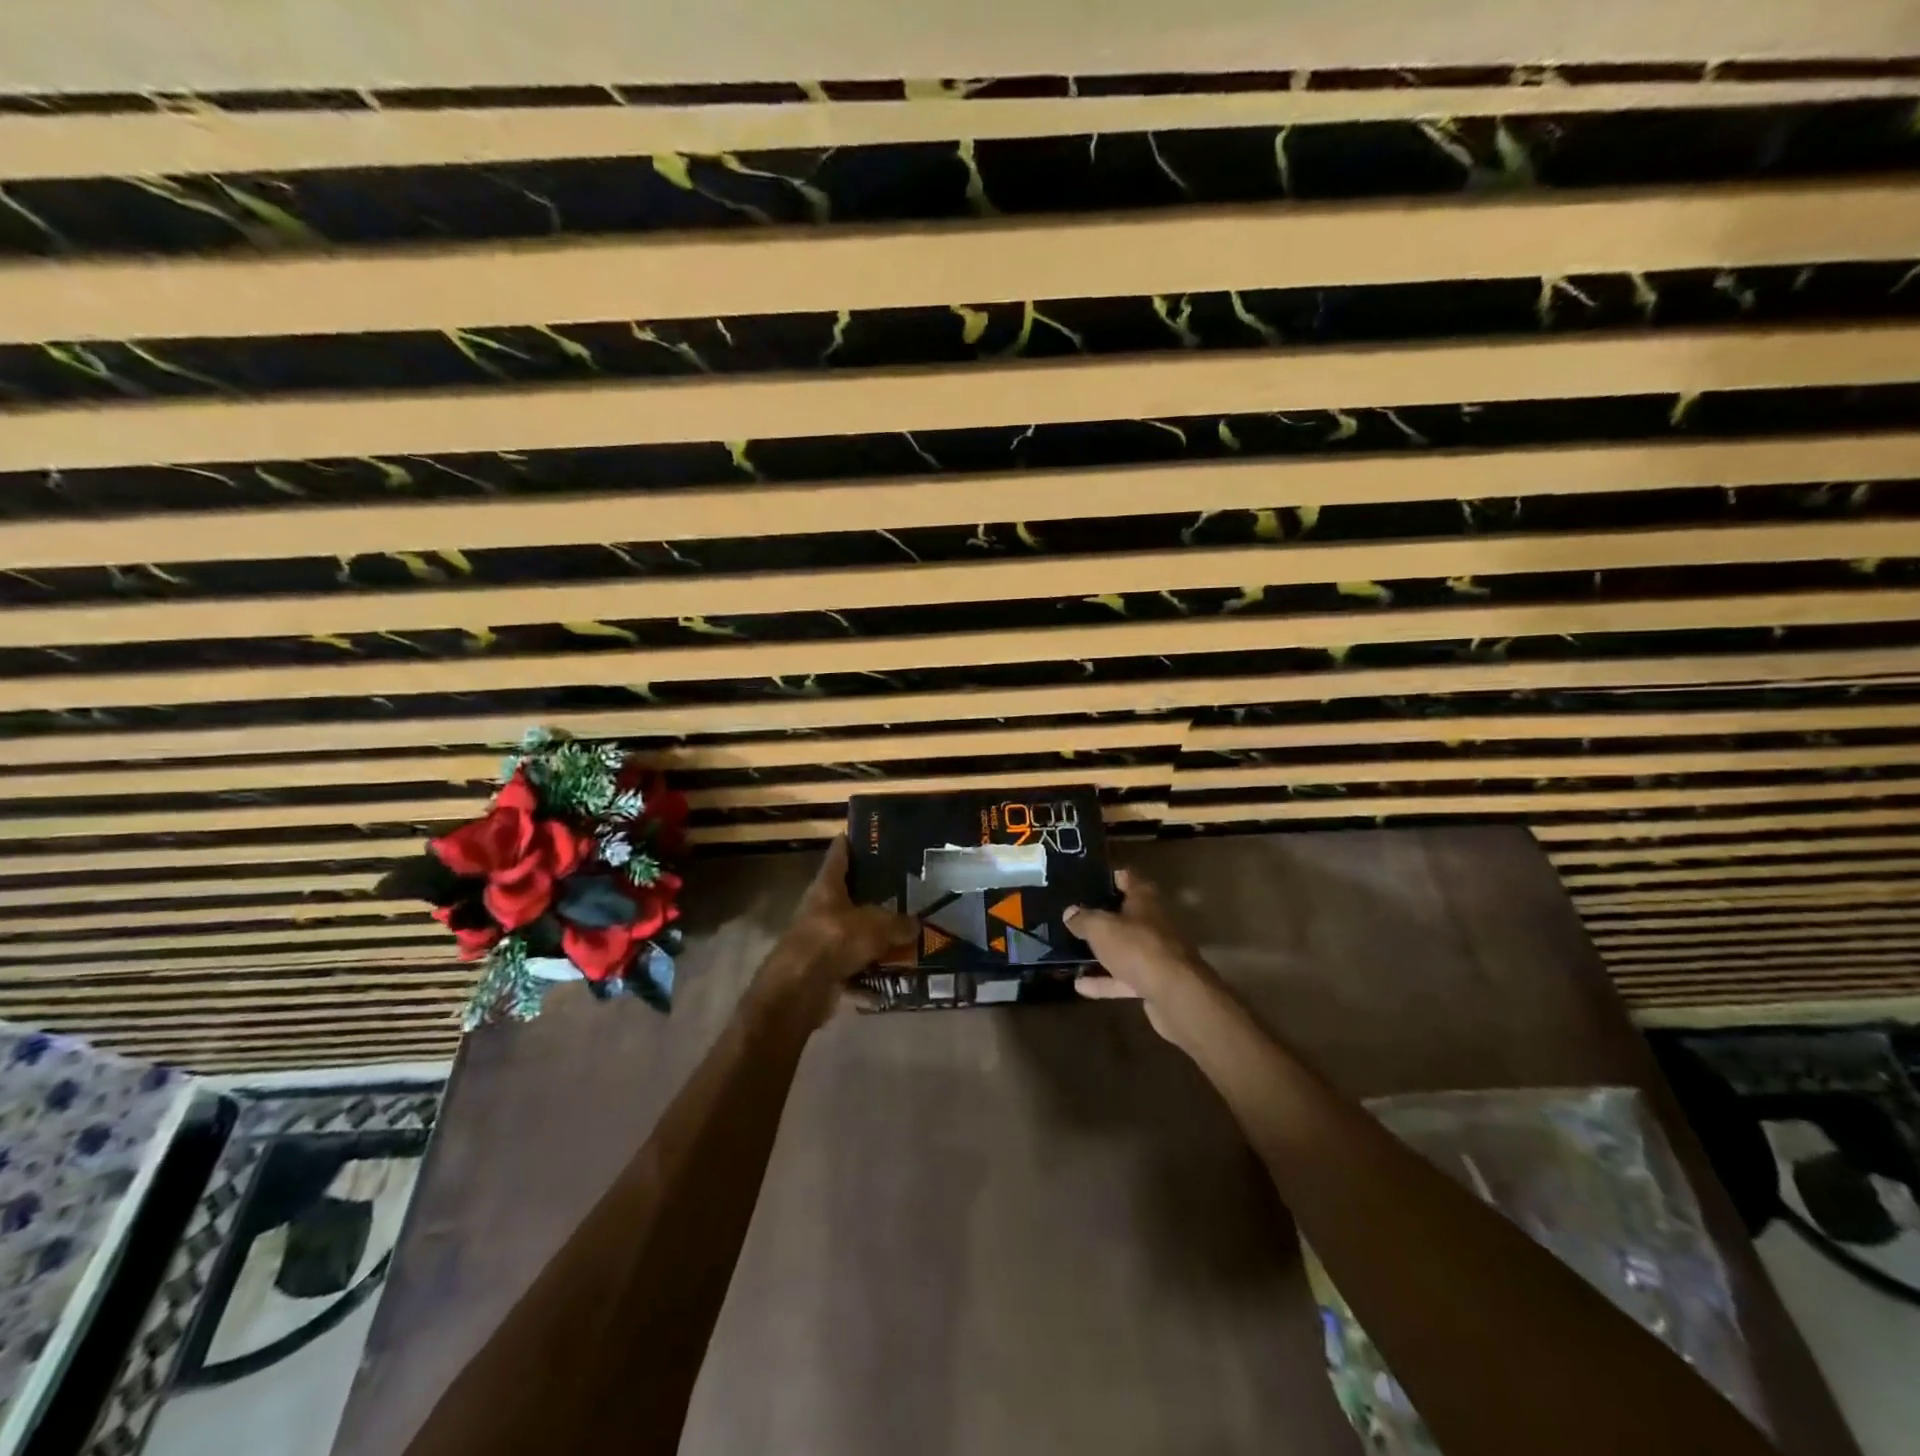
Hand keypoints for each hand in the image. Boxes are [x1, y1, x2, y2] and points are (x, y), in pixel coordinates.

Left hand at [761, 836, 916, 1022]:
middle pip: (850, 895)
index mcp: (827, 888)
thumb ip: (898, 923)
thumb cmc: (832, 942)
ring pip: (856, 931)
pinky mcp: (827, 969)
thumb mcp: (874, 926)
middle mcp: (822, 909)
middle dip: (876, 893)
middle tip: (907, 886)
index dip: (851, 842)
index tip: (869, 834)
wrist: (798, 992)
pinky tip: (900, 970)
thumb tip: (916, 924)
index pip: (838, 855)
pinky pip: (857, 964)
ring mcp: (823, 940)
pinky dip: (875, 968)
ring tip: (911, 930)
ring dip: (878, 935)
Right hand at [1065, 869, 1217, 1041]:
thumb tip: (1070, 912)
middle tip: (1074, 916)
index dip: (1109, 877)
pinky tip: (1080, 986)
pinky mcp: (1155, 981)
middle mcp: (1154, 922)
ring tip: (1073, 952)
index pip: (1127, 878)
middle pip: (1126, 914)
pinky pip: (1125, 977)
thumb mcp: (1101, 929)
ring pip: (1125, 948)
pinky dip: (1105, 981)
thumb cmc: (1138, 948)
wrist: (1176, 995)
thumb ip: (1084, 919)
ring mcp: (1156, 953)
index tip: (1087, 880)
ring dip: (1102, 951)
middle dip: (1103, 916)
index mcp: (1145, 899)